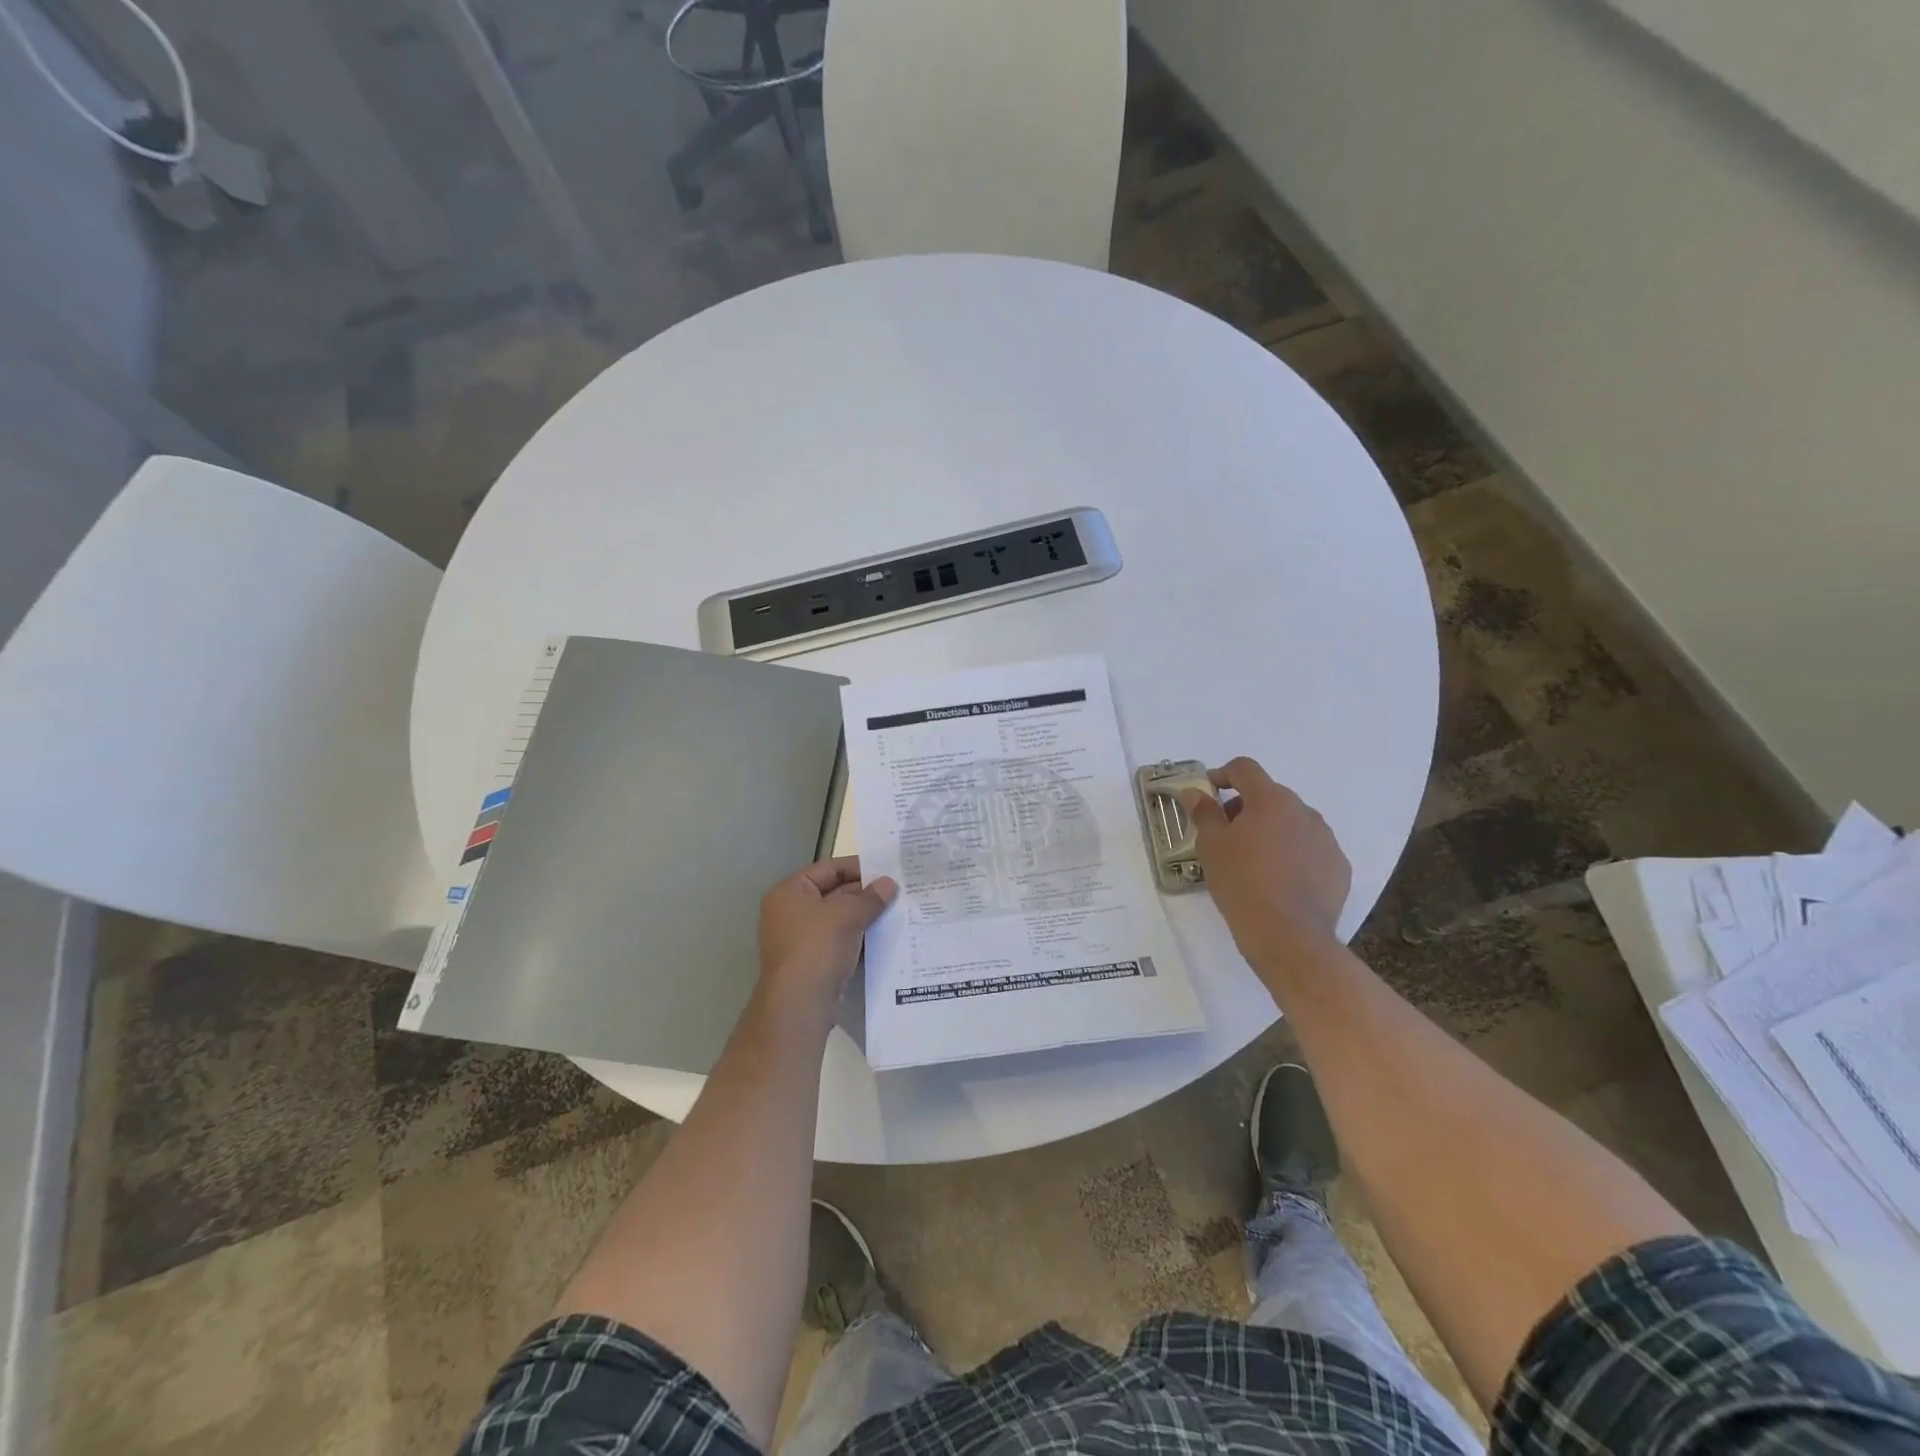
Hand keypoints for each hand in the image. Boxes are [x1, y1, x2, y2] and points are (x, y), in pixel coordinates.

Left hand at [757, 856, 897, 1004]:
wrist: (800, 1004)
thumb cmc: (818, 947)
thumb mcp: (848, 914)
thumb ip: (871, 897)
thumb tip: (889, 884)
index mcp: (790, 892)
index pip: (829, 868)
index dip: (859, 867)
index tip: (887, 871)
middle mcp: (790, 912)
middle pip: (833, 893)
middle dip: (865, 894)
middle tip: (897, 893)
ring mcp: (799, 939)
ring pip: (838, 920)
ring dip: (864, 917)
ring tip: (896, 913)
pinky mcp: (811, 962)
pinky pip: (838, 942)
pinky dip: (858, 939)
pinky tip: (884, 939)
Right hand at [1182, 757, 1350, 963]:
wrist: (1288, 936)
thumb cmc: (1242, 884)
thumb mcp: (1211, 846)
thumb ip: (1204, 813)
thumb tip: (1196, 792)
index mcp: (1270, 800)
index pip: (1244, 769)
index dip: (1222, 775)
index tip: (1208, 793)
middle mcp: (1303, 811)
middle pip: (1269, 795)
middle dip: (1245, 807)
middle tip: (1226, 834)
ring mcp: (1326, 839)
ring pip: (1292, 822)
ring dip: (1271, 830)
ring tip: (1254, 861)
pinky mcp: (1339, 866)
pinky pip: (1310, 848)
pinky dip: (1293, 854)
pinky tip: (1280, 880)